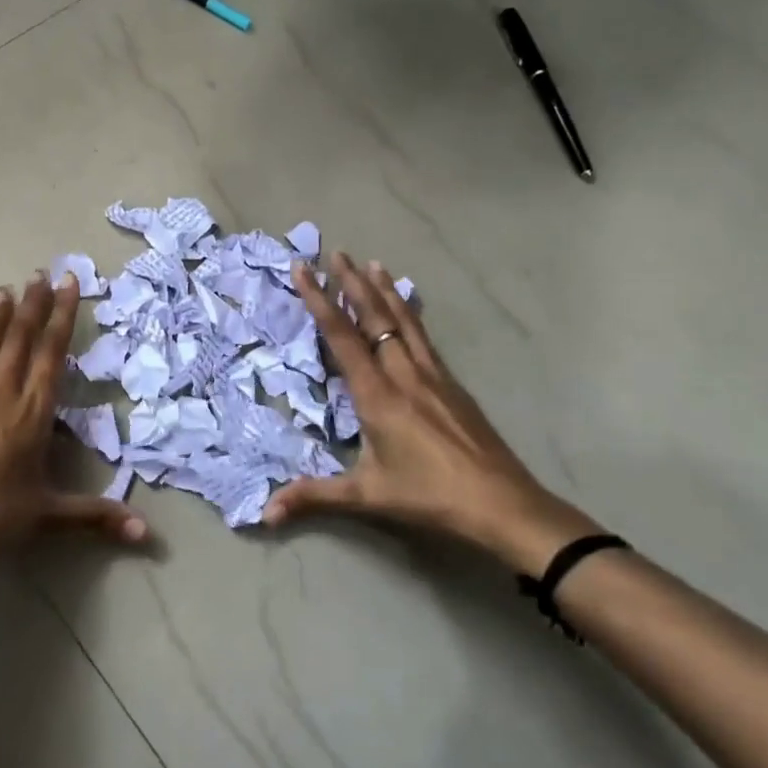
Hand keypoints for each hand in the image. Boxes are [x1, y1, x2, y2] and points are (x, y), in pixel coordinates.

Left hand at [0, 272, 148, 573]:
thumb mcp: (48, 516)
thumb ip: (96, 517)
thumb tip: (146, 534)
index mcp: (32, 414)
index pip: (52, 354)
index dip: (62, 316)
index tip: (68, 283)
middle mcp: (1, 397)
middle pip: (20, 341)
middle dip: (32, 305)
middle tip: (40, 272)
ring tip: (3, 290)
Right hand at [265, 253, 599, 572]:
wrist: (502, 503)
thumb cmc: (430, 497)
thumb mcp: (368, 497)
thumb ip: (314, 497)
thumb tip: (265, 514)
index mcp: (377, 395)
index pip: (342, 337)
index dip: (319, 301)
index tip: (305, 269)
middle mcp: (403, 374)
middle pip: (374, 318)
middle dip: (351, 284)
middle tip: (335, 253)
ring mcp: (433, 376)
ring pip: (403, 322)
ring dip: (384, 291)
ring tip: (371, 263)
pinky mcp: (452, 385)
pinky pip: (425, 338)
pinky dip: (410, 315)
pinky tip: (410, 310)